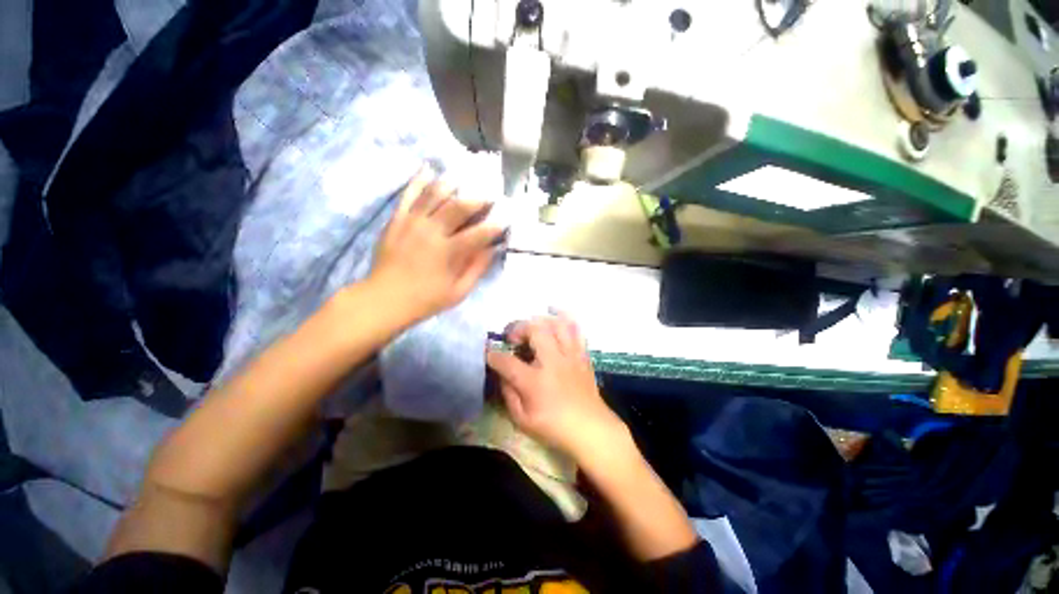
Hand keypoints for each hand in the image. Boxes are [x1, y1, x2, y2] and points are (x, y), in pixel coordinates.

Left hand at [370, 165, 503, 324]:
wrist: (384, 299)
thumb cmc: (426, 299)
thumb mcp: (458, 292)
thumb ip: (477, 268)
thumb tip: (493, 249)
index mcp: (449, 252)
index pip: (478, 233)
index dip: (495, 226)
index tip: (504, 221)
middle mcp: (432, 231)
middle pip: (458, 207)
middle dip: (477, 200)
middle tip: (488, 197)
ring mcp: (412, 222)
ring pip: (434, 194)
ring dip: (451, 184)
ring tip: (463, 180)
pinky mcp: (397, 220)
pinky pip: (408, 195)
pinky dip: (419, 181)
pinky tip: (428, 169)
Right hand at [486, 313, 628, 463]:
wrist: (591, 429)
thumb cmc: (554, 427)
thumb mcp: (522, 419)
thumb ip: (508, 394)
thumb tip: (503, 373)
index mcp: (535, 382)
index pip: (507, 361)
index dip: (493, 355)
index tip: (488, 353)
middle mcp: (553, 362)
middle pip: (535, 330)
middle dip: (518, 328)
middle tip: (513, 338)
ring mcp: (570, 355)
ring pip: (556, 324)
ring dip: (540, 321)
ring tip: (532, 327)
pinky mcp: (581, 354)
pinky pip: (575, 329)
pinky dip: (564, 318)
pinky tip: (554, 314)